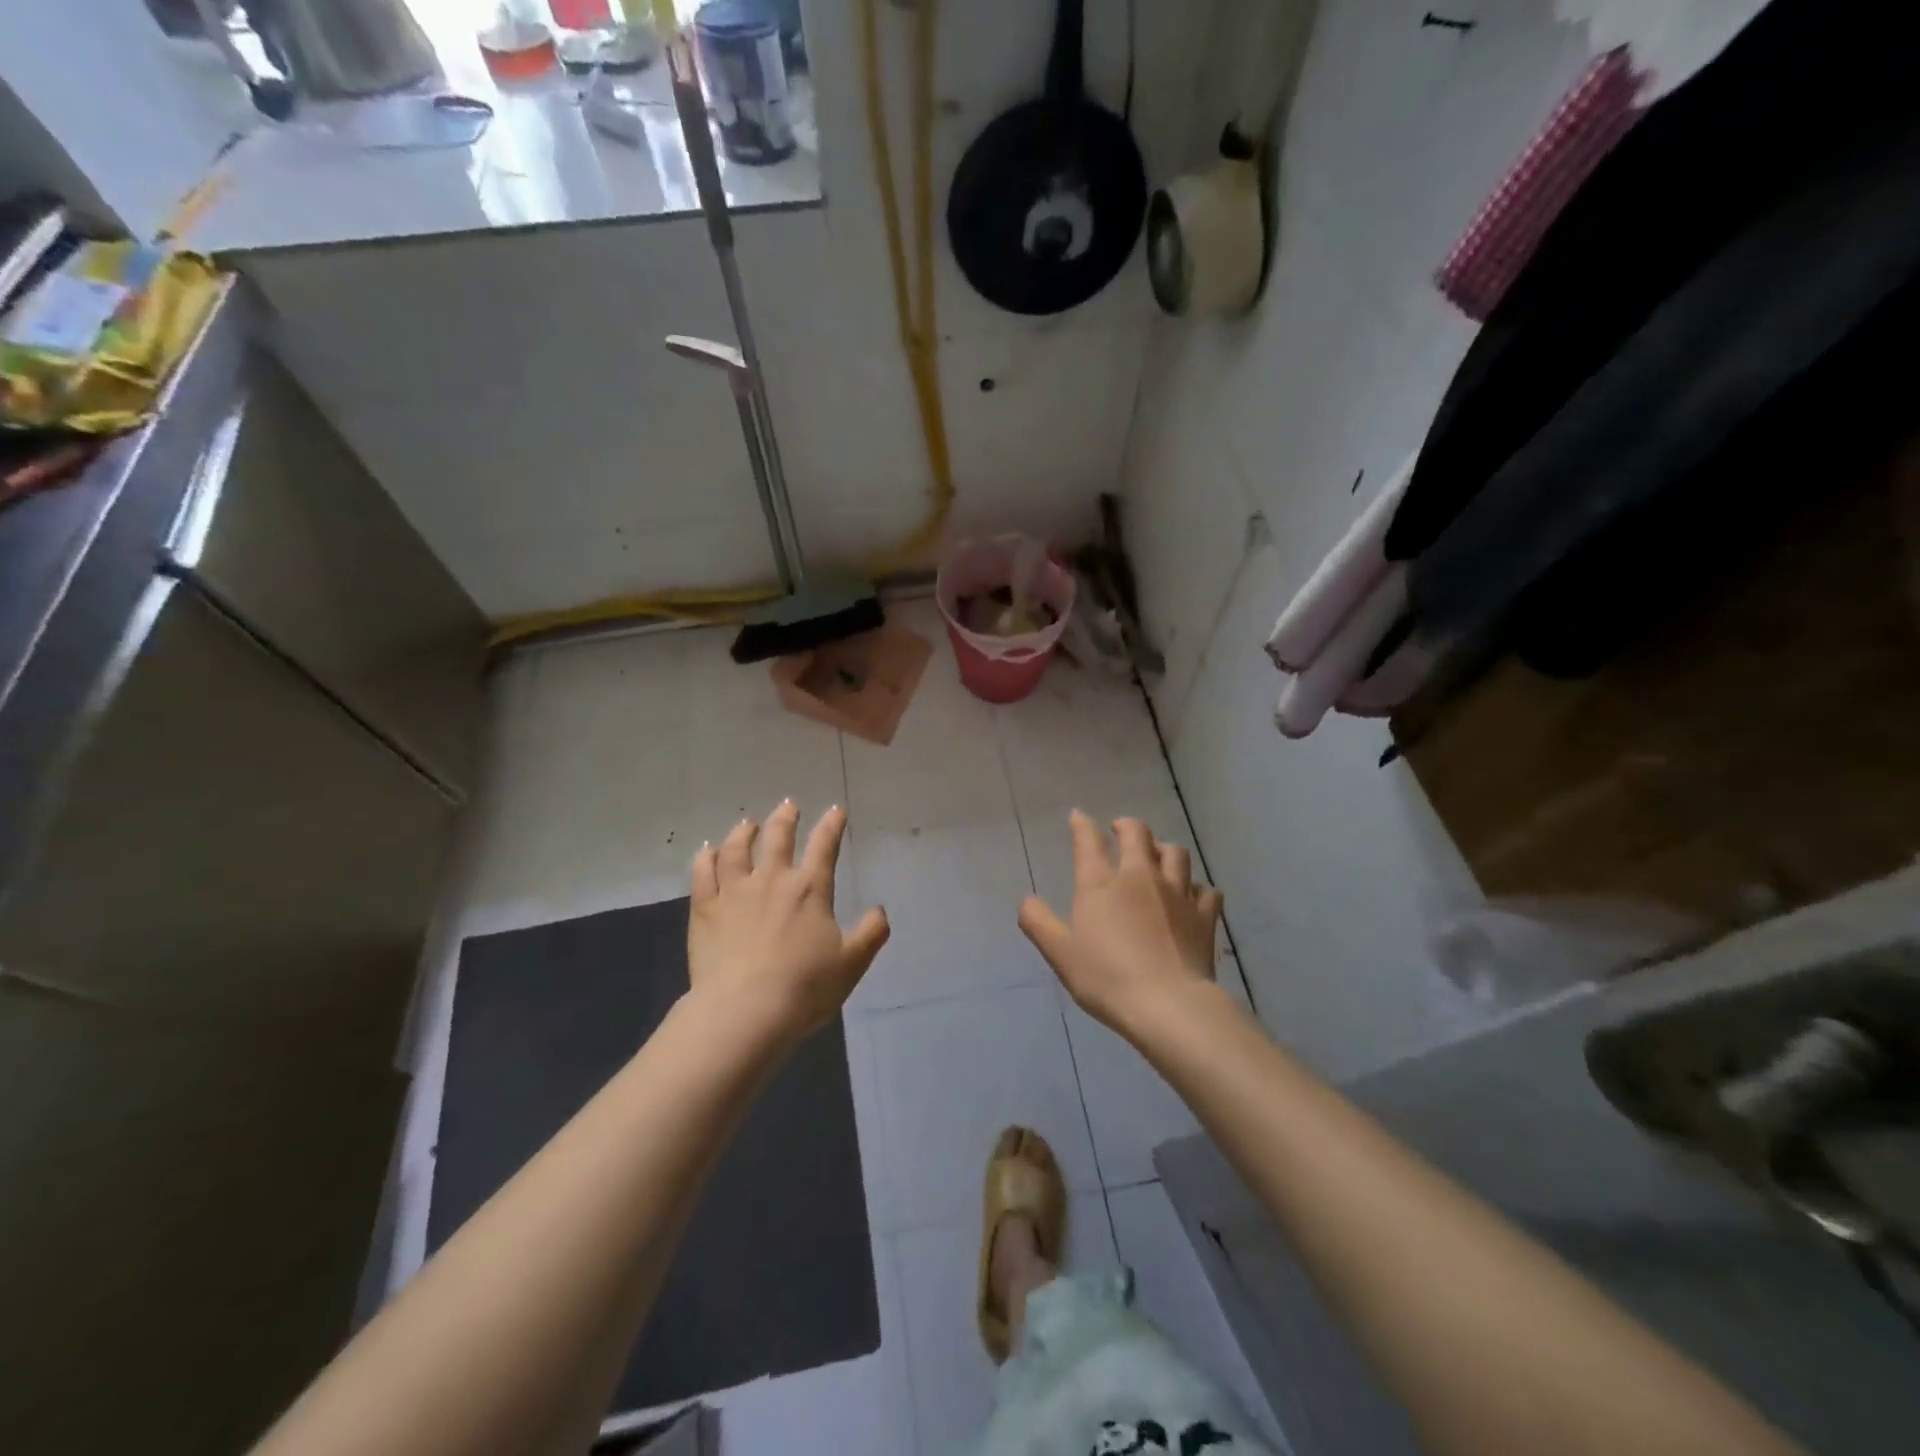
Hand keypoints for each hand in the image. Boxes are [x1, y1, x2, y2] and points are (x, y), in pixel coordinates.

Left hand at [688, 801, 889, 1043]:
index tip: (836, 811)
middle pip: (778, 837)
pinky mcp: (705, 909)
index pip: (825, 845)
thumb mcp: (851, 963)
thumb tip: (881, 911)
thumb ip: (870, 934)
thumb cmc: (804, 987)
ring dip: (744, 832)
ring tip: (748, 824)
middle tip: (789, 805)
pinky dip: (706, 857)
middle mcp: (772, 880)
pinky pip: (703, 873)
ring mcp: (734, 891)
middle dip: (786, 817)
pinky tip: (707, 851)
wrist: (745, 1011)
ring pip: (736, 848)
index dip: (832, 824)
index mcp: (810, 889)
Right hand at [1018, 811, 1223, 1031]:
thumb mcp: (1061, 954)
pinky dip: (1197, 888)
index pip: (1089, 842)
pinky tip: (1193, 896)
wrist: (1168, 1005)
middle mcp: (1140, 877)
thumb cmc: (1106, 978)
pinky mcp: (1204, 915)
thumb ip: (1039, 923)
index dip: (1082, 825)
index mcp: (1101, 885)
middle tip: (1120, 829)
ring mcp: (1177, 893)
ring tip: (1158, 856)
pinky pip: (1206, 890)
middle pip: (1138, 835)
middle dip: (1127, 826)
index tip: (1078, 816)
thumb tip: (1026, 900)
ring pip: (1176, 854)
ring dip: (1164, 849)